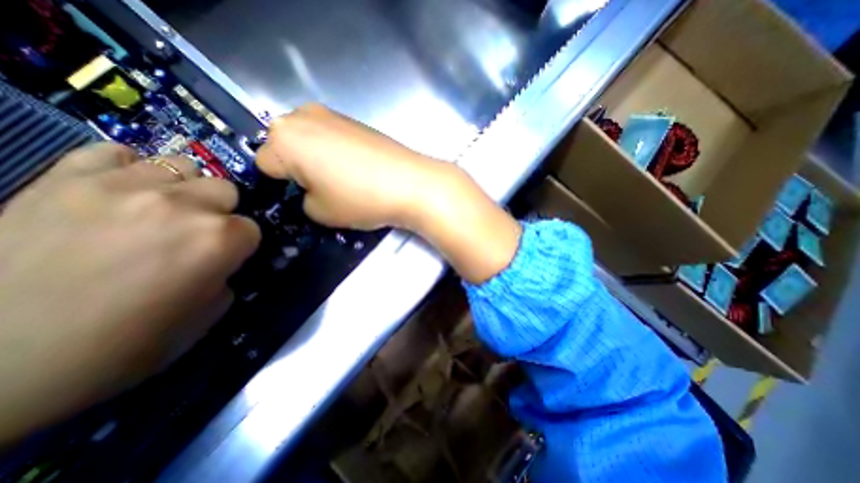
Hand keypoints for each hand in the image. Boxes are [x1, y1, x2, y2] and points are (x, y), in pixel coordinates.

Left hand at [0, 143, 257, 444]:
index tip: (225, 258)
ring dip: (184, 189)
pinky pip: (116, 153)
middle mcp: (183, 206)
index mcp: (219, 241)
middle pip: (226, 189)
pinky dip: (129, 169)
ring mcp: (123, 187)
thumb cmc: (123, 345)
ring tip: (162, 211)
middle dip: (220, 211)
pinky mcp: (63, 179)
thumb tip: (221, 260)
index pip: (252, 228)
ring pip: (183, 166)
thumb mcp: (205, 315)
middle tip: (195, 233)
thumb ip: (224, 276)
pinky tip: (122, 193)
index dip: (242, 245)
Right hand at [254, 103, 450, 229]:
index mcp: (284, 138)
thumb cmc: (361, 198)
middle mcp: (303, 115)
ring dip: (317, 158)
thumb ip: (303, 201)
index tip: (302, 197)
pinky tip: (358, 169)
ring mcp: (332, 114)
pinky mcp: (355, 120)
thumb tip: (310, 190)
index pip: (264, 164)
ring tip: (344, 179)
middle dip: (297, 167)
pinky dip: (336, 152)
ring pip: (309, 140)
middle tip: (323, 188)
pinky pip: (332, 137)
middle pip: (285, 146)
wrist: (411, 183)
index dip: (281, 185)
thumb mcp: (320, 212)